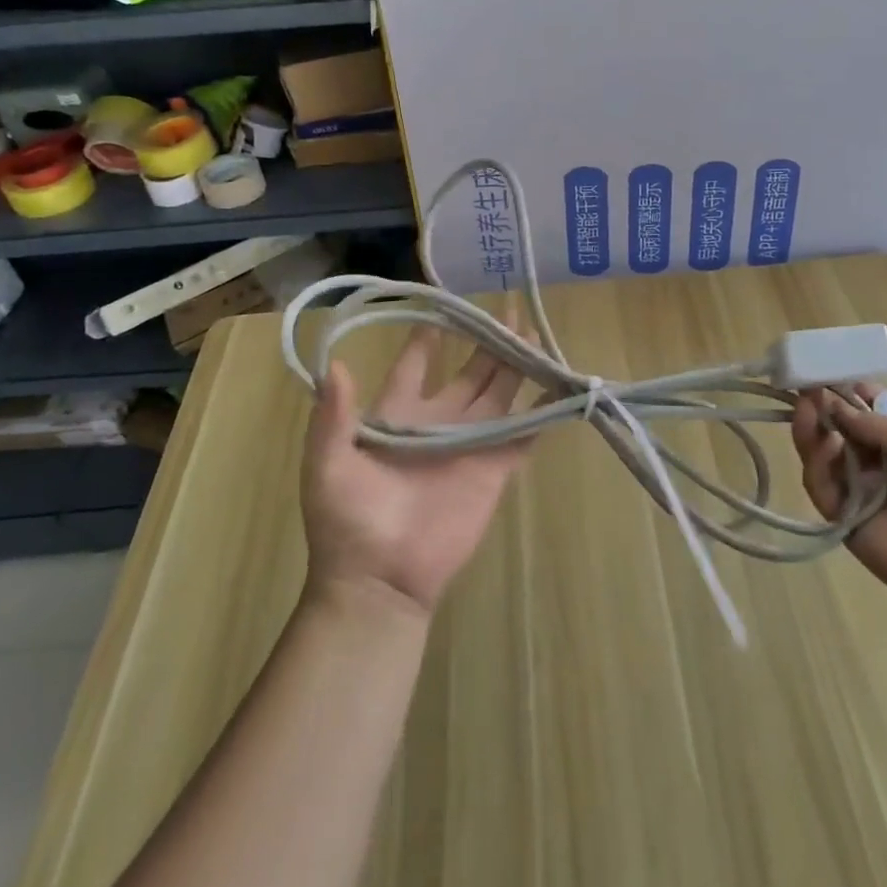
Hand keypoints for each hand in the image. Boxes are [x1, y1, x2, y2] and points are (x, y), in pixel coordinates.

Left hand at [302, 326, 530, 615]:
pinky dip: (541, 413)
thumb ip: (333, 416)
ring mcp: (469, 443)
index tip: (445, 305)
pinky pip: (522, 435)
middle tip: (508, 310)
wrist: (380, 582)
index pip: (416, 363)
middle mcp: (438, 420)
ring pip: (499, 393)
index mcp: (398, 413)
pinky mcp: (493, 469)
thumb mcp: (327, 466)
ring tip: (533, 334)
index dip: (428, 335)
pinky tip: (558, 387)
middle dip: (486, 341)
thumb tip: (334, 364)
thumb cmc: (348, 522)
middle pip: (469, 370)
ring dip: (516, 365)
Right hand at [791, 385, 886, 617]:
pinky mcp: (840, 516)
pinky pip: (820, 485)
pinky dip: (817, 462)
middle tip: (805, 386)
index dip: (848, 393)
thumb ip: (880, 426)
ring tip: (804, 406)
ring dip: (811, 429)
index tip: (828, 372)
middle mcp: (875, 464)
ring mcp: (856, 490)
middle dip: (822, 407)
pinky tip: (823, 442)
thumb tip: (836, 406)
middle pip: (838, 430)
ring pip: (822, 454)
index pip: (866, 413)